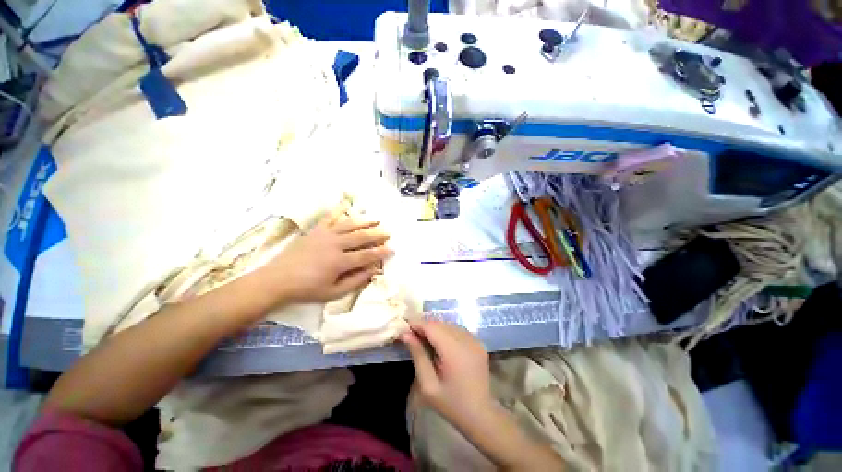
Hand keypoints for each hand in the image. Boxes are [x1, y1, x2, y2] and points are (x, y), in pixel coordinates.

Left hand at [261, 203, 393, 303]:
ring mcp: (325, 235)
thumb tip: (373, 271)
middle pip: (361, 237)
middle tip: (388, 233)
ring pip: (350, 225)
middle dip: (377, 234)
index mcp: (340, 261)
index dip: (381, 252)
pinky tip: (347, 205)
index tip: (392, 249)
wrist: (277, 280)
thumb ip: (355, 281)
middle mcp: (335, 244)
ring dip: (365, 221)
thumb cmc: (307, 289)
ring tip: (376, 219)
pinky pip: (330, 217)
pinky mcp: (316, 230)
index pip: (367, 255)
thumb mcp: (333, 292)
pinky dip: (339, 210)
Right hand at [400, 320, 492, 426]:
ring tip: (425, 339)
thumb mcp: (428, 385)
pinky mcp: (479, 342)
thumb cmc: (451, 404)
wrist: (481, 415)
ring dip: (436, 328)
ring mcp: (475, 340)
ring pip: (449, 324)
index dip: (417, 324)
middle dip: (425, 326)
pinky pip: (458, 330)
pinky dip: (447, 331)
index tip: (404, 327)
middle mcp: (466, 340)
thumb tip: (405, 334)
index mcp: (454, 351)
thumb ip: (418, 355)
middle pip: (441, 324)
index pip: (432, 327)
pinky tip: (441, 343)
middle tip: (412, 335)